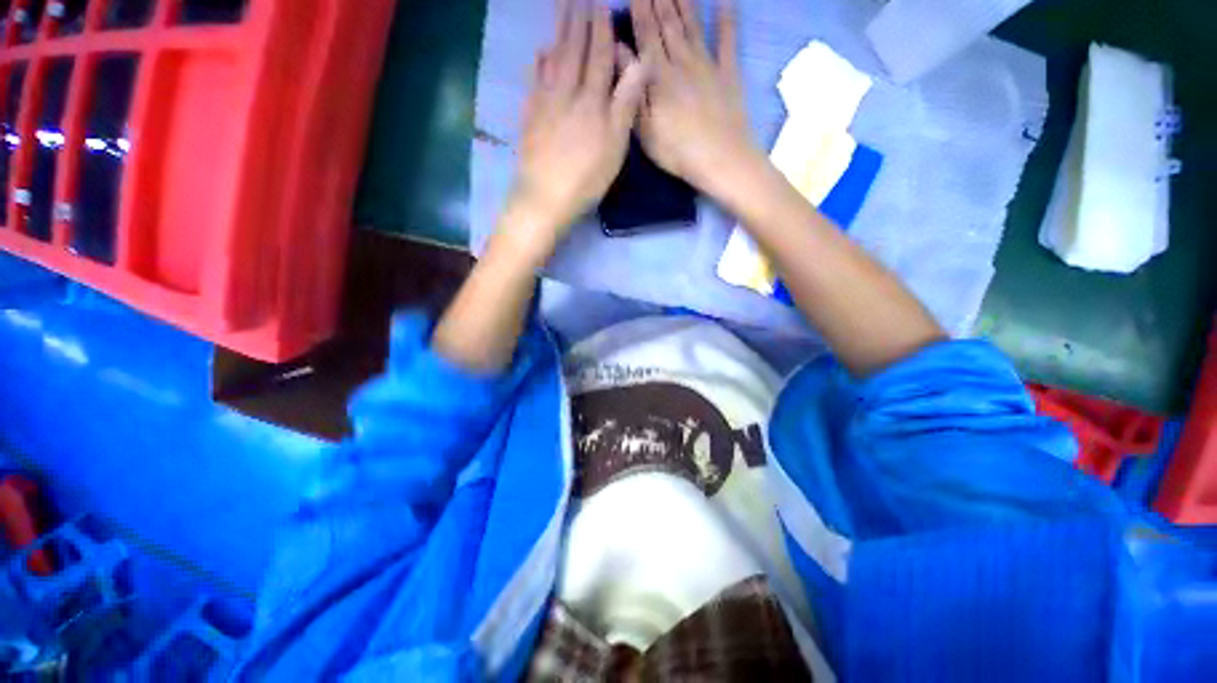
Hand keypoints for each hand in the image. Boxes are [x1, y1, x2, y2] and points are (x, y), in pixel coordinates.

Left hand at [508, 0, 647, 254]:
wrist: (545, 197)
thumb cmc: (586, 177)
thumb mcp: (615, 145)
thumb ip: (625, 102)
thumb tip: (639, 62)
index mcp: (591, 99)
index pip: (598, 55)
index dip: (601, 29)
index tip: (601, 3)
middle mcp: (566, 92)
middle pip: (573, 49)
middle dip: (578, 19)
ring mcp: (545, 103)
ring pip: (553, 59)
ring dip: (559, 31)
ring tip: (562, 8)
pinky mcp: (530, 117)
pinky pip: (535, 80)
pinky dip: (539, 62)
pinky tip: (541, 52)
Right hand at [631, 0, 758, 198]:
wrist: (721, 159)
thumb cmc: (677, 151)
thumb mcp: (645, 128)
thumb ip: (633, 88)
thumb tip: (618, 51)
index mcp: (660, 77)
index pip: (646, 35)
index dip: (639, 10)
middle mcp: (683, 61)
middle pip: (668, 24)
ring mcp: (708, 65)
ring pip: (692, 25)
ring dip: (683, 2)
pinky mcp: (729, 74)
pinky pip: (728, 40)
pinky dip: (727, 18)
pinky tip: (725, 1)